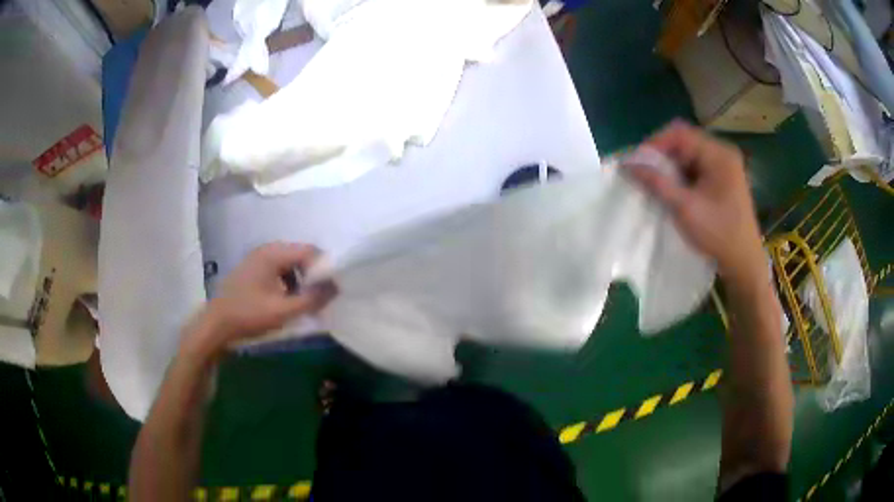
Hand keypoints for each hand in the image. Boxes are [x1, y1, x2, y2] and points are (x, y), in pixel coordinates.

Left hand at [188, 243, 336, 351]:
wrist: (216, 325)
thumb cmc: (248, 315)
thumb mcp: (283, 311)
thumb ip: (311, 299)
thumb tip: (335, 287)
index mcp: (273, 254)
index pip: (309, 251)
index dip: (325, 268)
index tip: (333, 289)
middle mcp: (266, 250)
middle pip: (300, 255)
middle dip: (313, 276)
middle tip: (321, 298)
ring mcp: (257, 259)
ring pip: (290, 264)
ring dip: (301, 281)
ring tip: (305, 303)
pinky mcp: (252, 270)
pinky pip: (278, 270)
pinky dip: (288, 283)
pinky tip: (287, 301)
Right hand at [624, 121, 764, 282]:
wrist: (744, 262)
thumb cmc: (718, 234)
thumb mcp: (685, 208)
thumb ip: (657, 183)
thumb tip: (628, 165)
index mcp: (719, 154)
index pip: (680, 134)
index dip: (655, 144)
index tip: (636, 162)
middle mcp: (722, 153)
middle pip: (685, 142)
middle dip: (662, 156)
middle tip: (644, 173)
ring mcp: (724, 166)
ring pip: (689, 155)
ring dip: (671, 166)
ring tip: (656, 182)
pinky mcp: (723, 179)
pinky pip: (696, 167)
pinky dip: (681, 175)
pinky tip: (673, 189)